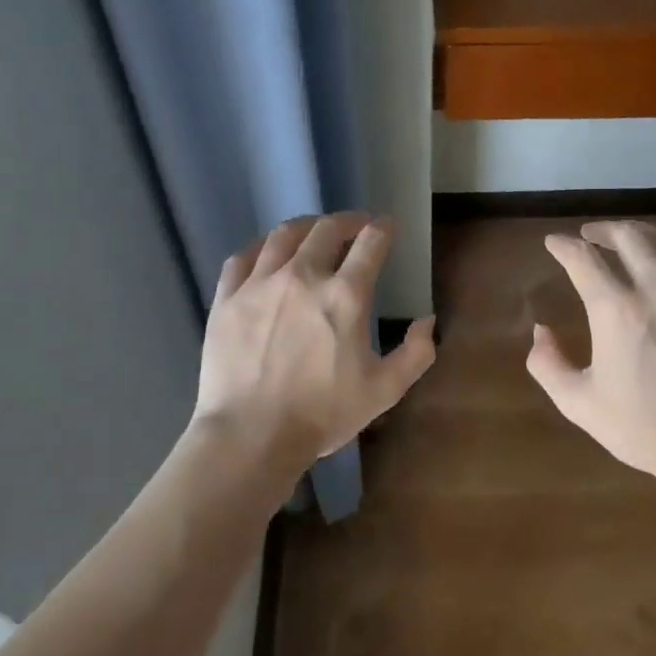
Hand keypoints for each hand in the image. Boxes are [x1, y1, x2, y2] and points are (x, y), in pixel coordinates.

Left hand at [193, 213, 435, 482]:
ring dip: (306, 227)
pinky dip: (261, 247)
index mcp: (345, 295)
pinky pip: (243, 256)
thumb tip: (427, 320)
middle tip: (355, 227)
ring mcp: (260, 283)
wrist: (251, 434)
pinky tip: (267, 253)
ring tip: (313, 233)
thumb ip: (416, 353)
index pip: (370, 243)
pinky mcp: (227, 297)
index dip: (382, 229)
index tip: (386, 227)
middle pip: (327, 229)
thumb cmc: (322, 414)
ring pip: (284, 234)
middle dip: (347, 221)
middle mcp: (302, 276)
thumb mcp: (384, 391)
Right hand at [527, 221, 655, 492]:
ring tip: (628, 240)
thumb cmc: (645, 429)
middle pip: (628, 236)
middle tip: (590, 235)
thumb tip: (541, 332)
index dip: (562, 246)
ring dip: (640, 234)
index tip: (553, 243)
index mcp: (616, 310)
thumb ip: (547, 364)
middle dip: (603, 230)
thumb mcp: (579, 403)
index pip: (582, 259)